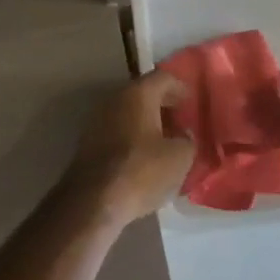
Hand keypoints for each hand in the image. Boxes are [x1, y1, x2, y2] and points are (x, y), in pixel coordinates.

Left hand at [63, 70, 194, 226]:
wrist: (93, 201)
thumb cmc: (141, 171)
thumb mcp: (179, 157)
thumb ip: (187, 140)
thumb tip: (183, 135)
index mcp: (137, 94)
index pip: (163, 77)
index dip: (180, 87)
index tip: (191, 102)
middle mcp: (114, 99)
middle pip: (143, 94)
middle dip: (163, 106)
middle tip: (181, 122)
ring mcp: (97, 120)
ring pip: (128, 113)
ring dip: (147, 123)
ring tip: (165, 142)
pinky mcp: (88, 143)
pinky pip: (117, 131)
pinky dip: (132, 137)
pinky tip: (144, 157)